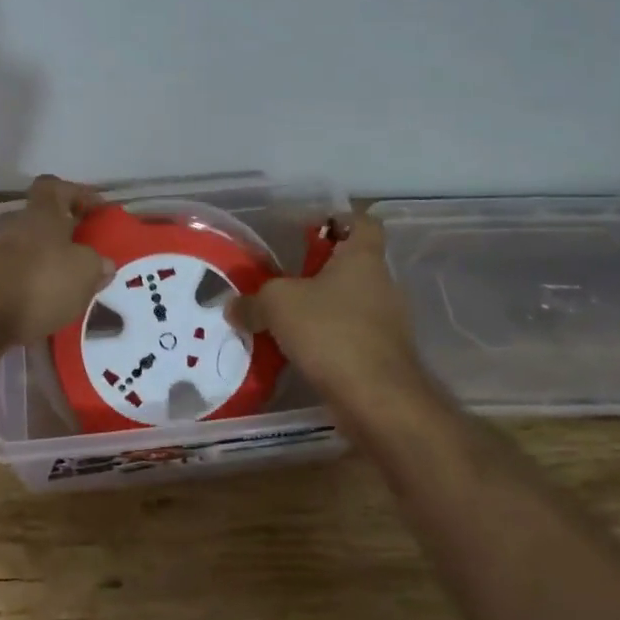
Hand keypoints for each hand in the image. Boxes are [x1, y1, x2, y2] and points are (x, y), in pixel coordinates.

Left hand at [0, 176, 114, 366]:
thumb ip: (96, 265)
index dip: (76, 193)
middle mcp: (17, 231)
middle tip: (91, 259)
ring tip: (74, 293)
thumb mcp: (83, 272)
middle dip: (66, 239)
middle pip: (43, 224)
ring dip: (50, 270)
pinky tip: (49, 314)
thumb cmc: (37, 283)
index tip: (96, 210)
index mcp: (42, 216)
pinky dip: (33, 297)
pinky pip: (18, 286)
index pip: (55, 188)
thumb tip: (103, 264)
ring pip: (31, 257)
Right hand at [230, 213, 424, 416]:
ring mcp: (386, 322)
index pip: (364, 222)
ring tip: (283, 320)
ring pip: (349, 303)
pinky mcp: (382, 356)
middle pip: (351, 266)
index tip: (310, 230)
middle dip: (319, 271)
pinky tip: (297, 352)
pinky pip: (349, 337)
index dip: (340, 220)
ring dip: (321, 309)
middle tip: (283, 280)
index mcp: (363, 258)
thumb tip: (233, 307)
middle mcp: (381, 284)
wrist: (377, 399)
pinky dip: (326, 340)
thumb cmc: (330, 332)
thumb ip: (253, 301)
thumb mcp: (278, 305)